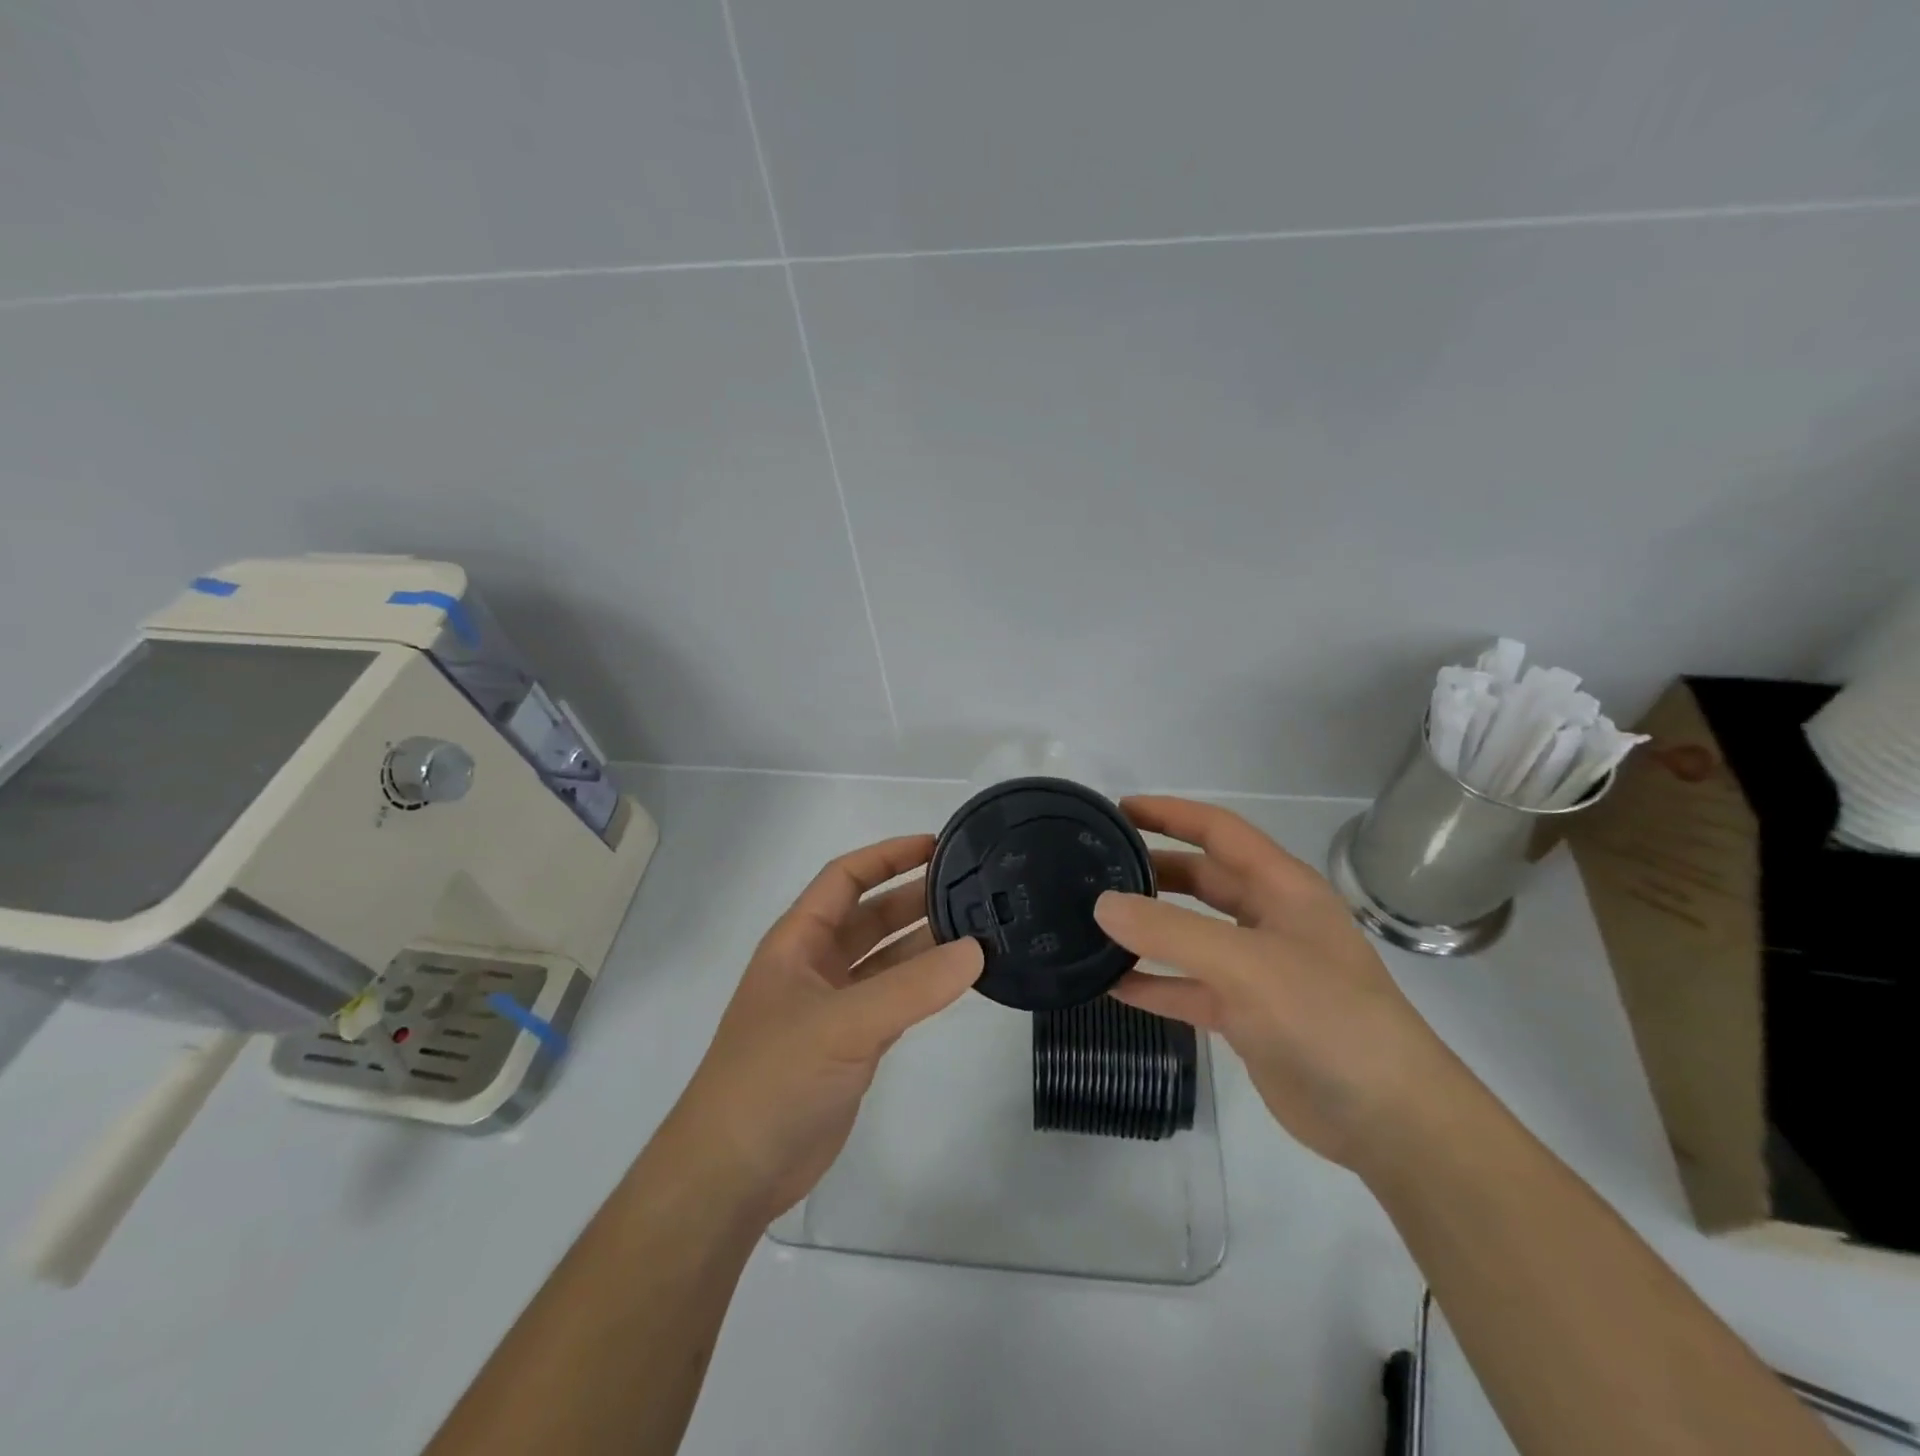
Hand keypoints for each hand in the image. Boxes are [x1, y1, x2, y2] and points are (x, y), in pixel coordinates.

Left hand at [665, 835, 983, 1221]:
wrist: (734, 1171)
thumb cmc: (774, 1077)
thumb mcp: (843, 1023)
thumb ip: (912, 987)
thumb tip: (976, 949)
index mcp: (798, 941)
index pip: (845, 878)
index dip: (887, 856)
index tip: (937, 847)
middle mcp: (815, 965)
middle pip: (870, 916)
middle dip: (915, 899)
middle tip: (972, 890)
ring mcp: (833, 1007)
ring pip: (886, 960)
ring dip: (924, 944)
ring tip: (978, 930)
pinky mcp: (851, 1045)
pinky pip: (894, 1000)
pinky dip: (923, 988)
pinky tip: (957, 981)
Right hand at [1094, 796, 1461, 1169]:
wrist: (1387, 1119)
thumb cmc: (1325, 1017)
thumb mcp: (1244, 963)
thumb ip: (1170, 932)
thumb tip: (1103, 904)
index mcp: (1282, 888)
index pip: (1219, 831)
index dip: (1171, 814)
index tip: (1120, 809)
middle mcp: (1269, 920)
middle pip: (1202, 880)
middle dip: (1154, 870)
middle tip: (1097, 868)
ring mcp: (1257, 970)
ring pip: (1191, 935)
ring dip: (1148, 929)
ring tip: (1094, 921)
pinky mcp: (1246, 1015)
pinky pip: (1189, 987)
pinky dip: (1154, 984)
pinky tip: (1112, 985)